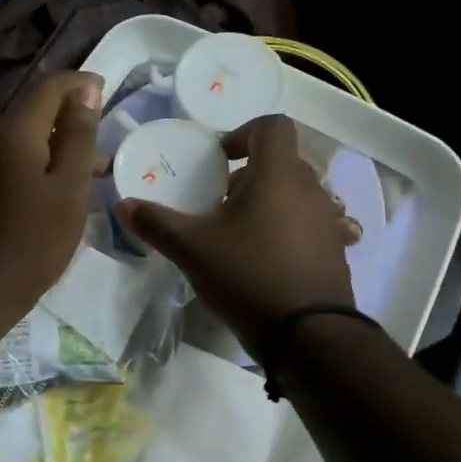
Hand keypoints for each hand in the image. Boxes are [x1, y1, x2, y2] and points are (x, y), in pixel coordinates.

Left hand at [0, 69, 103, 340]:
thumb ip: (78, 136)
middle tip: (98, 160)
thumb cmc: (31, 244)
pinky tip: (34, 198)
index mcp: (11, 130)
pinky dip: (20, 168)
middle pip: (30, 114)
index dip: (80, 84)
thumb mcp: (69, 191)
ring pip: (12, 141)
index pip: (49, 84)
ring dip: (44, 152)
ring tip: (70, 186)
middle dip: (66, 127)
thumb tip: (86, 89)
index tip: (104, 93)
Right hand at [116, 114, 354, 357]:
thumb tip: (123, 204)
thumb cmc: (248, 275)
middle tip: (221, 201)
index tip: (220, 159)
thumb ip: (157, 222)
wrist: (308, 335)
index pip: (273, 126)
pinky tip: (270, 257)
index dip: (244, 133)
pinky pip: (313, 225)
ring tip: (243, 232)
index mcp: (279, 174)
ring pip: (298, 194)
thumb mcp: (192, 248)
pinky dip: (291, 229)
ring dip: (271, 202)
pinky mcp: (337, 251)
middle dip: (251, 174)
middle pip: (283, 162)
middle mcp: (311, 189)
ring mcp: (329, 221)